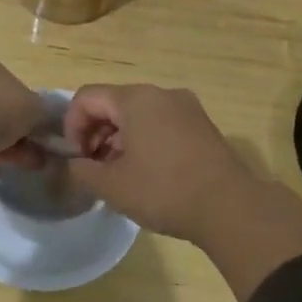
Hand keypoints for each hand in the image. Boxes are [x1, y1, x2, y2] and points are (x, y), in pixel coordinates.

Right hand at [62, 85, 250, 241]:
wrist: (230, 208)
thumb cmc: (164, 191)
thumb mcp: (112, 186)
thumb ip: (82, 170)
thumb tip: (75, 163)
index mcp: (136, 99)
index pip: (87, 97)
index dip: (72, 126)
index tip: (76, 158)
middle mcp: (161, 94)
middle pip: (113, 103)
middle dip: (95, 133)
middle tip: (94, 168)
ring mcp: (186, 107)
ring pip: (138, 114)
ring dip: (119, 139)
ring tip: (118, 174)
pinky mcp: (202, 125)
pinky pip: (161, 123)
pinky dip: (144, 141)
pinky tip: (146, 173)